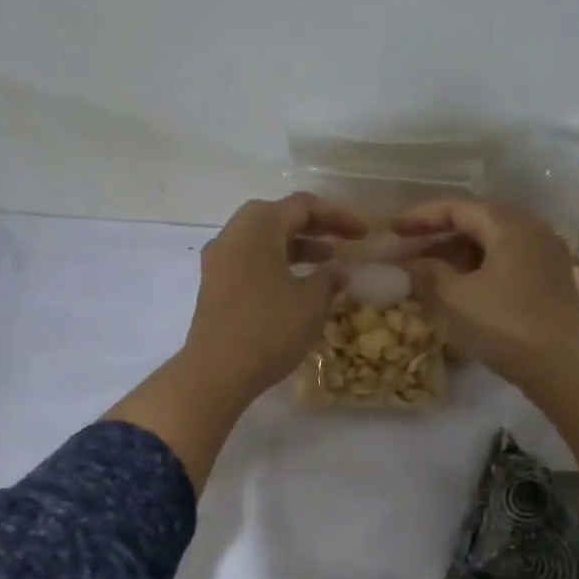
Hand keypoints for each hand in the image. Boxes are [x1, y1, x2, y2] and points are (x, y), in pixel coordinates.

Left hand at [180, 193, 367, 402]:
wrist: (216, 372)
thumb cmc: (269, 329)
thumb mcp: (310, 303)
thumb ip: (329, 279)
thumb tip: (338, 270)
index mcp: (258, 226)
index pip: (302, 206)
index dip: (337, 216)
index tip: (364, 234)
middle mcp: (233, 234)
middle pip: (278, 217)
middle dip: (314, 228)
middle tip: (343, 242)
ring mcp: (219, 260)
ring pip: (263, 241)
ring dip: (296, 248)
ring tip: (327, 265)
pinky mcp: (214, 285)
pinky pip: (250, 261)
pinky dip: (276, 265)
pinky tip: (297, 287)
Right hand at [395, 197, 578, 382]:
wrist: (562, 365)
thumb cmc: (504, 325)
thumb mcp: (456, 298)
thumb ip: (428, 273)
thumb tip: (411, 263)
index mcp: (509, 224)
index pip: (457, 207)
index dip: (421, 216)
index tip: (394, 229)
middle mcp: (531, 227)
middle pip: (478, 218)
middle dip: (439, 231)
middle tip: (409, 245)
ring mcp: (545, 251)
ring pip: (493, 238)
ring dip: (459, 249)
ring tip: (430, 266)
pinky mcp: (550, 275)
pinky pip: (508, 256)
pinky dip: (479, 262)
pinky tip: (461, 281)